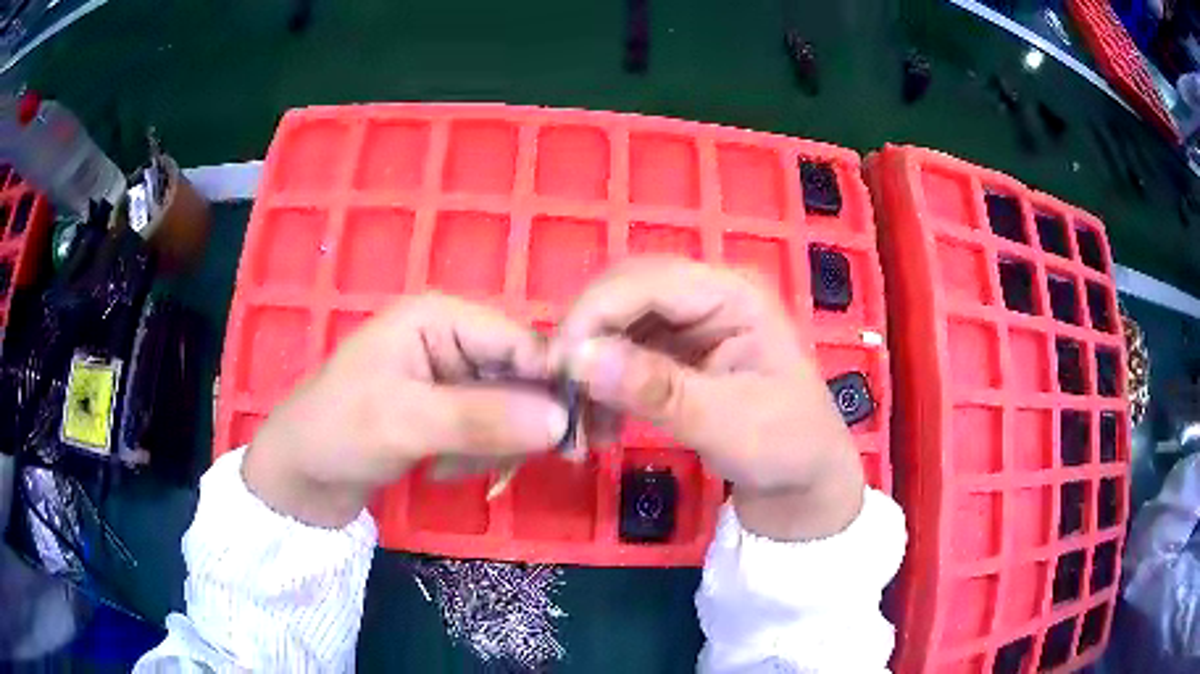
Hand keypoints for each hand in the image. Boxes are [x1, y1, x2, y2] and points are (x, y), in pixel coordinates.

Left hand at [243, 295, 567, 527]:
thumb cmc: (339, 433)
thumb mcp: (406, 422)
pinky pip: (490, 432)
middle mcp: (452, 340)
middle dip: (518, 424)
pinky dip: (475, 456)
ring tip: (443, 464)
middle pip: (522, 377)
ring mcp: (450, 379)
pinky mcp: (448, 413)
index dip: (555, 383)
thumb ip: (484, 418)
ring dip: (490, 446)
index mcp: (440, 318)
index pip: (522, 341)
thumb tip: (562, 420)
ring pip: (511, 411)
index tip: (579, 434)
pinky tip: (439, 467)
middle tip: (506, 461)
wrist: (300, 479)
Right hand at [553, 257, 864, 540]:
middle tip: (560, 396)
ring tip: (578, 427)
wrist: (802, 479)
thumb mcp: (728, 424)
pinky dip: (601, 387)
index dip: (593, 315)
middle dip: (585, 340)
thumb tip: (578, 360)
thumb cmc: (787, 447)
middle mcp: (707, 296)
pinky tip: (597, 427)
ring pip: (615, 325)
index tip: (556, 368)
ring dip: (588, 369)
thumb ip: (657, 391)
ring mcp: (689, 323)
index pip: (646, 281)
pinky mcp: (675, 353)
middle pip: (623, 294)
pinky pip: (621, 355)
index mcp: (734, 294)